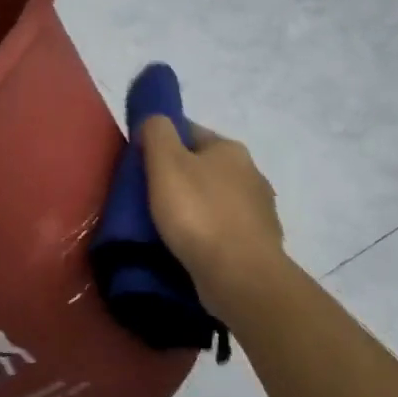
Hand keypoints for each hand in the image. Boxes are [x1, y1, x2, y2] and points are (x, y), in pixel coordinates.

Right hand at [140, 117, 287, 326]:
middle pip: (203, 168)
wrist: (241, 276)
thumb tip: (154, 120)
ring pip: (215, 201)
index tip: (139, 166)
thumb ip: (157, 133)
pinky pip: (223, 231)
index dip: (161, 143)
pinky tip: (190, 249)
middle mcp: (251, 173)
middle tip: (146, 200)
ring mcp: (258, 211)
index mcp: (230, 149)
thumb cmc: (199, 214)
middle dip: (178, 179)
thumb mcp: (166, 164)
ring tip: (165, 229)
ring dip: (194, 210)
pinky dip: (207, 236)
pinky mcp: (257, 244)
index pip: (189, 132)